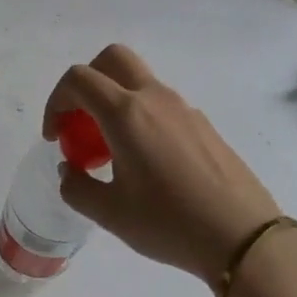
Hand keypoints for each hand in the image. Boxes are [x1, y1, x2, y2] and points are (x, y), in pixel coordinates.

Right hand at [44, 45, 280, 285]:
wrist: (241, 236)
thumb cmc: (168, 223)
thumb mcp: (109, 213)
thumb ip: (77, 187)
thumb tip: (70, 170)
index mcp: (126, 114)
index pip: (79, 80)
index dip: (56, 102)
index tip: (55, 137)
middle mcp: (155, 99)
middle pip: (112, 60)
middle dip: (86, 84)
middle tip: (79, 123)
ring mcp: (184, 109)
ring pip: (138, 82)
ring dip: (113, 103)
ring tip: (110, 152)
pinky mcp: (203, 125)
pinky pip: (160, 105)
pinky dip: (139, 118)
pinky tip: (144, 164)